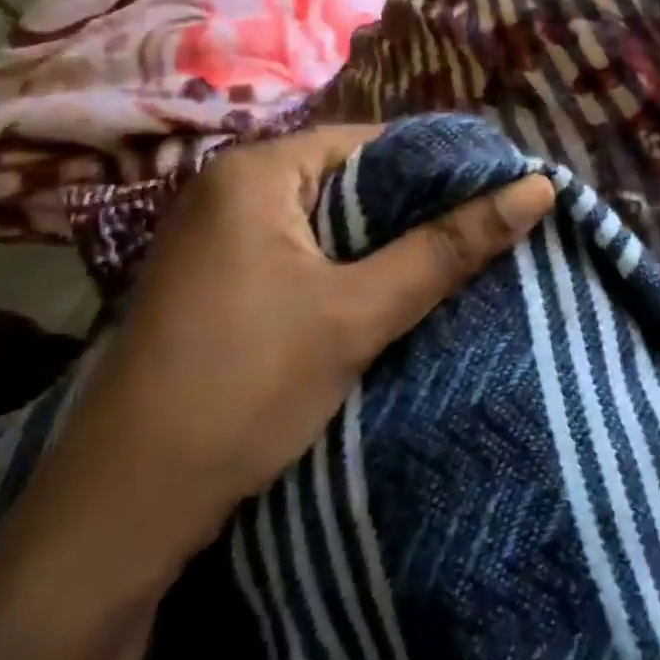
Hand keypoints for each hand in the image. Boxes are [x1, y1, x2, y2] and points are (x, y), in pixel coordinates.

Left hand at [36, 125, 555, 573]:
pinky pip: (296, 250)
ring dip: (378, 243)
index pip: (371, 142)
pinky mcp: (212, 279)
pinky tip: (379, 293)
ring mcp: (213, 234)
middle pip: (346, 179)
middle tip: (479, 234)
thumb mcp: (358, 313)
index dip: (437, 167)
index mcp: (256, 170)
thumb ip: (448, 247)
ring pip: (324, 220)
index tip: (494, 196)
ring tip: (445, 262)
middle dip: (410, 209)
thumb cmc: (243, 388)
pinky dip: (340, 266)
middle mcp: (228, 186)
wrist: (118, 517)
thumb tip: (540, 188)